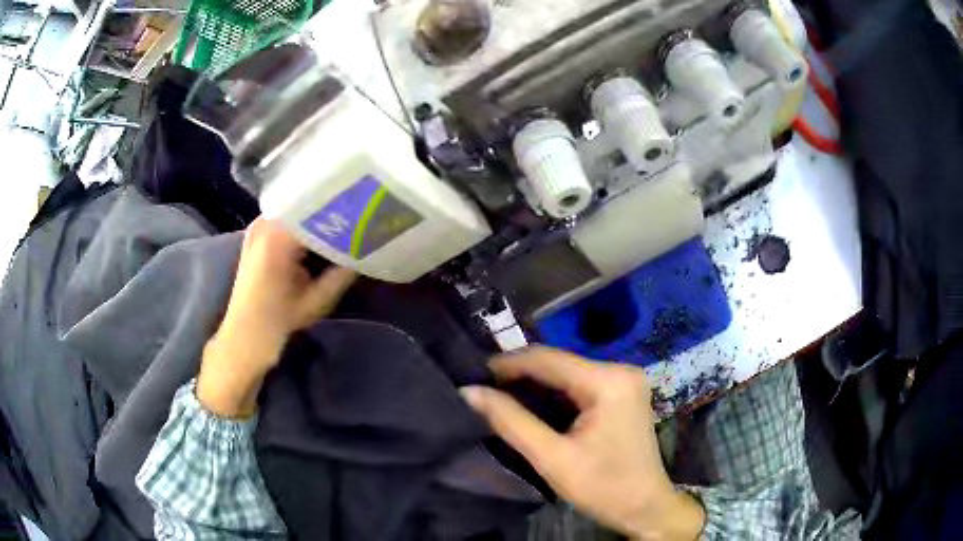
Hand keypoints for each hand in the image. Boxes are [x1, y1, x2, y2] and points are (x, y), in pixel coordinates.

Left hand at [198, 218, 356, 417]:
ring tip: (345, 220)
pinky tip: (322, 232)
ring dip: (318, 215)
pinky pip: (286, 219)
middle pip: (305, 203)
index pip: (316, 208)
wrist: (243, 337)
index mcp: (277, 236)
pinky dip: (304, 224)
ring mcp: (258, 227)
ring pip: (296, 209)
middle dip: (331, 209)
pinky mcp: (257, 235)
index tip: (365, 212)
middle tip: (358, 215)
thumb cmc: (277, 323)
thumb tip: (366, 249)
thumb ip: (342, 273)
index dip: (342, 209)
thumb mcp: (316, 302)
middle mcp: (264, 223)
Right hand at [460, 347, 704, 539]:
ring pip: (567, 374)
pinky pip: (579, 386)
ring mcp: (623, 381)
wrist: (645, 507)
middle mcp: (619, 370)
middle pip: (558, 364)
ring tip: (497, 397)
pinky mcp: (622, 394)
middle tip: (482, 389)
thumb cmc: (603, 487)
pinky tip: (530, 406)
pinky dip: (553, 395)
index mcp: (608, 381)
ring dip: (534, 386)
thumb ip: (510, 422)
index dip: (507, 364)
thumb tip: (469, 392)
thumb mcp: (552, 458)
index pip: (547, 359)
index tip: (473, 374)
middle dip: (519, 376)